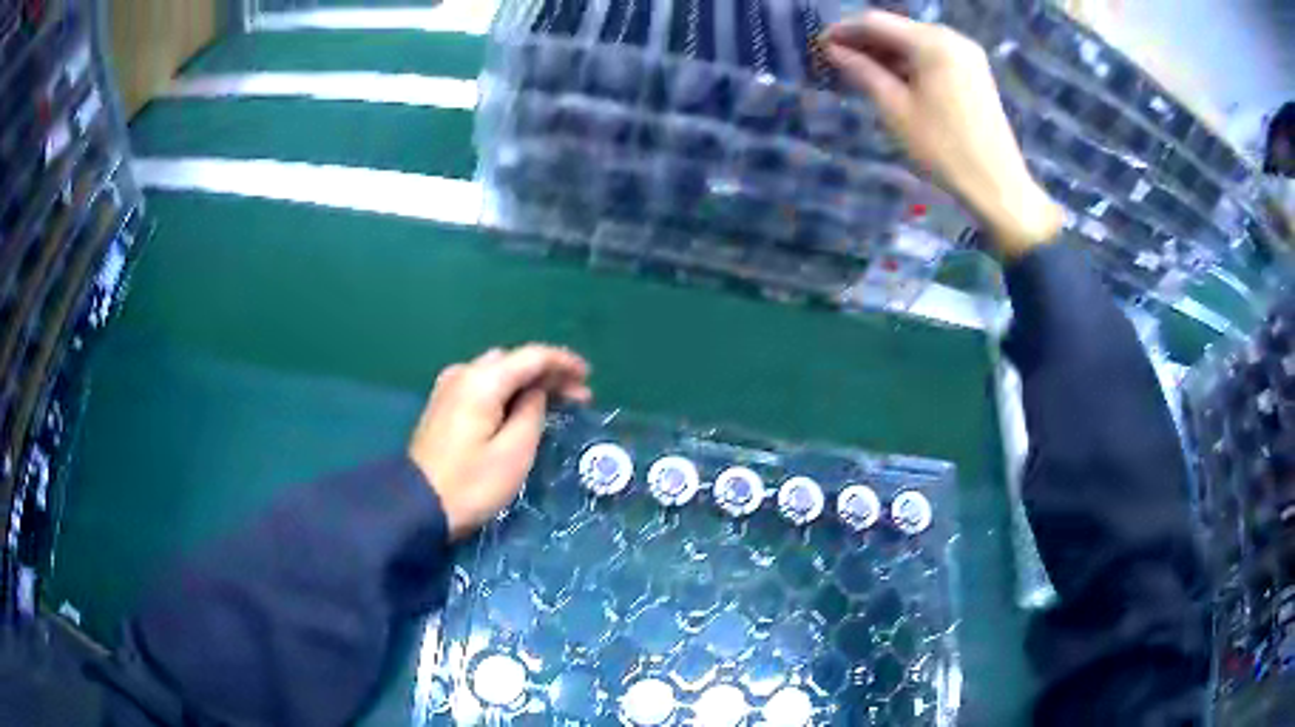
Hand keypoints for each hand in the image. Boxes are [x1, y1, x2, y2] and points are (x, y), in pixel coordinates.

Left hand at [409, 345, 591, 539]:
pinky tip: (521, 408)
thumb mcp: (514, 452)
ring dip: (527, 382)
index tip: (589, 377)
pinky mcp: (443, 405)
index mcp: (482, 380)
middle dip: (547, 374)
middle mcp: (463, 373)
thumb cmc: (471, 484)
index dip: (563, 362)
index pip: (531, 356)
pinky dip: (507, 391)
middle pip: (514, 361)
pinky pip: (483, 385)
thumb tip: (536, 392)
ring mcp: (449, 387)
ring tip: (555, 403)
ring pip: (498, 372)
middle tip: (577, 397)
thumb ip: (532, 412)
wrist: (417, 506)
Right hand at [825, 11, 1064, 258]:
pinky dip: (909, 64)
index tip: (818, 46)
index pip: (875, 22)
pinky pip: (932, 56)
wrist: (997, 186)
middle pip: (896, 29)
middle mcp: (951, 37)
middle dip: (865, 42)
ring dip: (886, 54)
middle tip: (835, 62)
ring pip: (914, 42)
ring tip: (859, 73)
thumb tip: (833, 50)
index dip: (843, 31)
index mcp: (932, 42)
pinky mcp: (974, 71)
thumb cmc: (944, 149)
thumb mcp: (895, 110)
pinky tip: (891, 80)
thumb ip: (863, 72)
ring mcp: (966, 54)